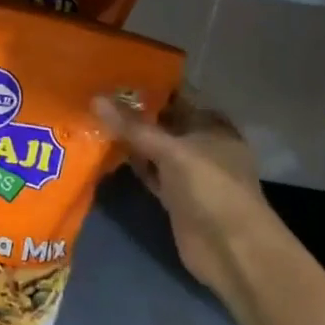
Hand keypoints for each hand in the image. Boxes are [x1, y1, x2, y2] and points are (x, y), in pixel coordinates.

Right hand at [94, 93, 279, 298]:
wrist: (233, 252)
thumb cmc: (212, 189)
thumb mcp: (172, 151)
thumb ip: (133, 127)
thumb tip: (95, 99)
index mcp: (211, 124)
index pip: (177, 94)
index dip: (148, 83)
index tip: (113, 72)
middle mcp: (200, 143)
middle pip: (162, 120)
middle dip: (133, 110)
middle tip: (93, 92)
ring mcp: (187, 171)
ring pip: (153, 147)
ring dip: (129, 138)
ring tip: (91, 116)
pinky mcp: (174, 196)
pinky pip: (148, 171)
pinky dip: (131, 163)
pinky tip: (104, 152)